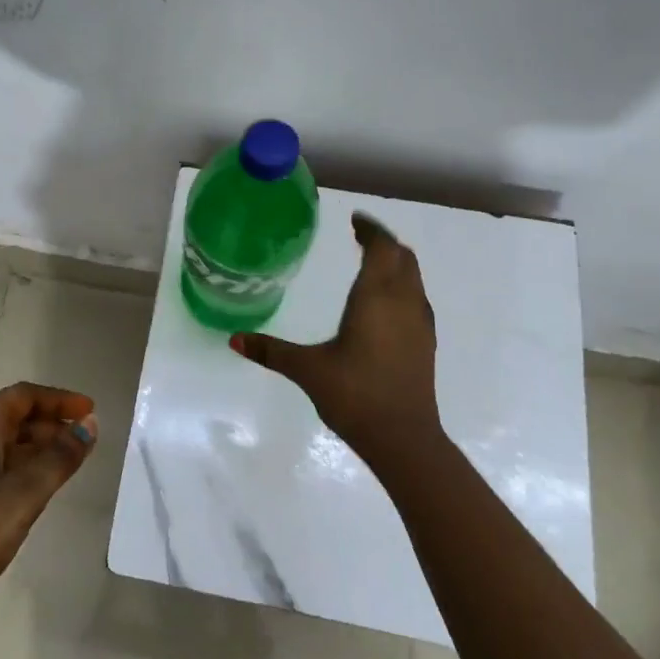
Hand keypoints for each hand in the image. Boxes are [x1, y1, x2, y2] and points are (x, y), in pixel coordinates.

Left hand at [0, 382, 97, 633]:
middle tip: (83, 443)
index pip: (23, 396)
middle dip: (49, 425)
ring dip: (33, 449)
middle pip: (10, 417)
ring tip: (65, 468)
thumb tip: (89, 425)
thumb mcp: (22, 497)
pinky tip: (29, 494)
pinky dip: (14, 469)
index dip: (59, 400)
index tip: (90, 410)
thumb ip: (59, 459)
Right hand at [230, 212, 440, 471]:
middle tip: (360, 237)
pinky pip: (416, 298)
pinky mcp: (426, 344)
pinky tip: (385, 305)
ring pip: (413, 278)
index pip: (381, 248)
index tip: (355, 220)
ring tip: (372, 263)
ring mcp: (419, 323)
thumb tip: (233, 340)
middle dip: (383, 243)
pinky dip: (403, 286)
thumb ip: (271, 351)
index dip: (370, 230)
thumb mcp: (307, 370)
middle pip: (403, 257)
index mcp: (376, 297)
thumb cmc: (354, 395)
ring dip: (396, 264)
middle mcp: (403, 302)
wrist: (404, 439)